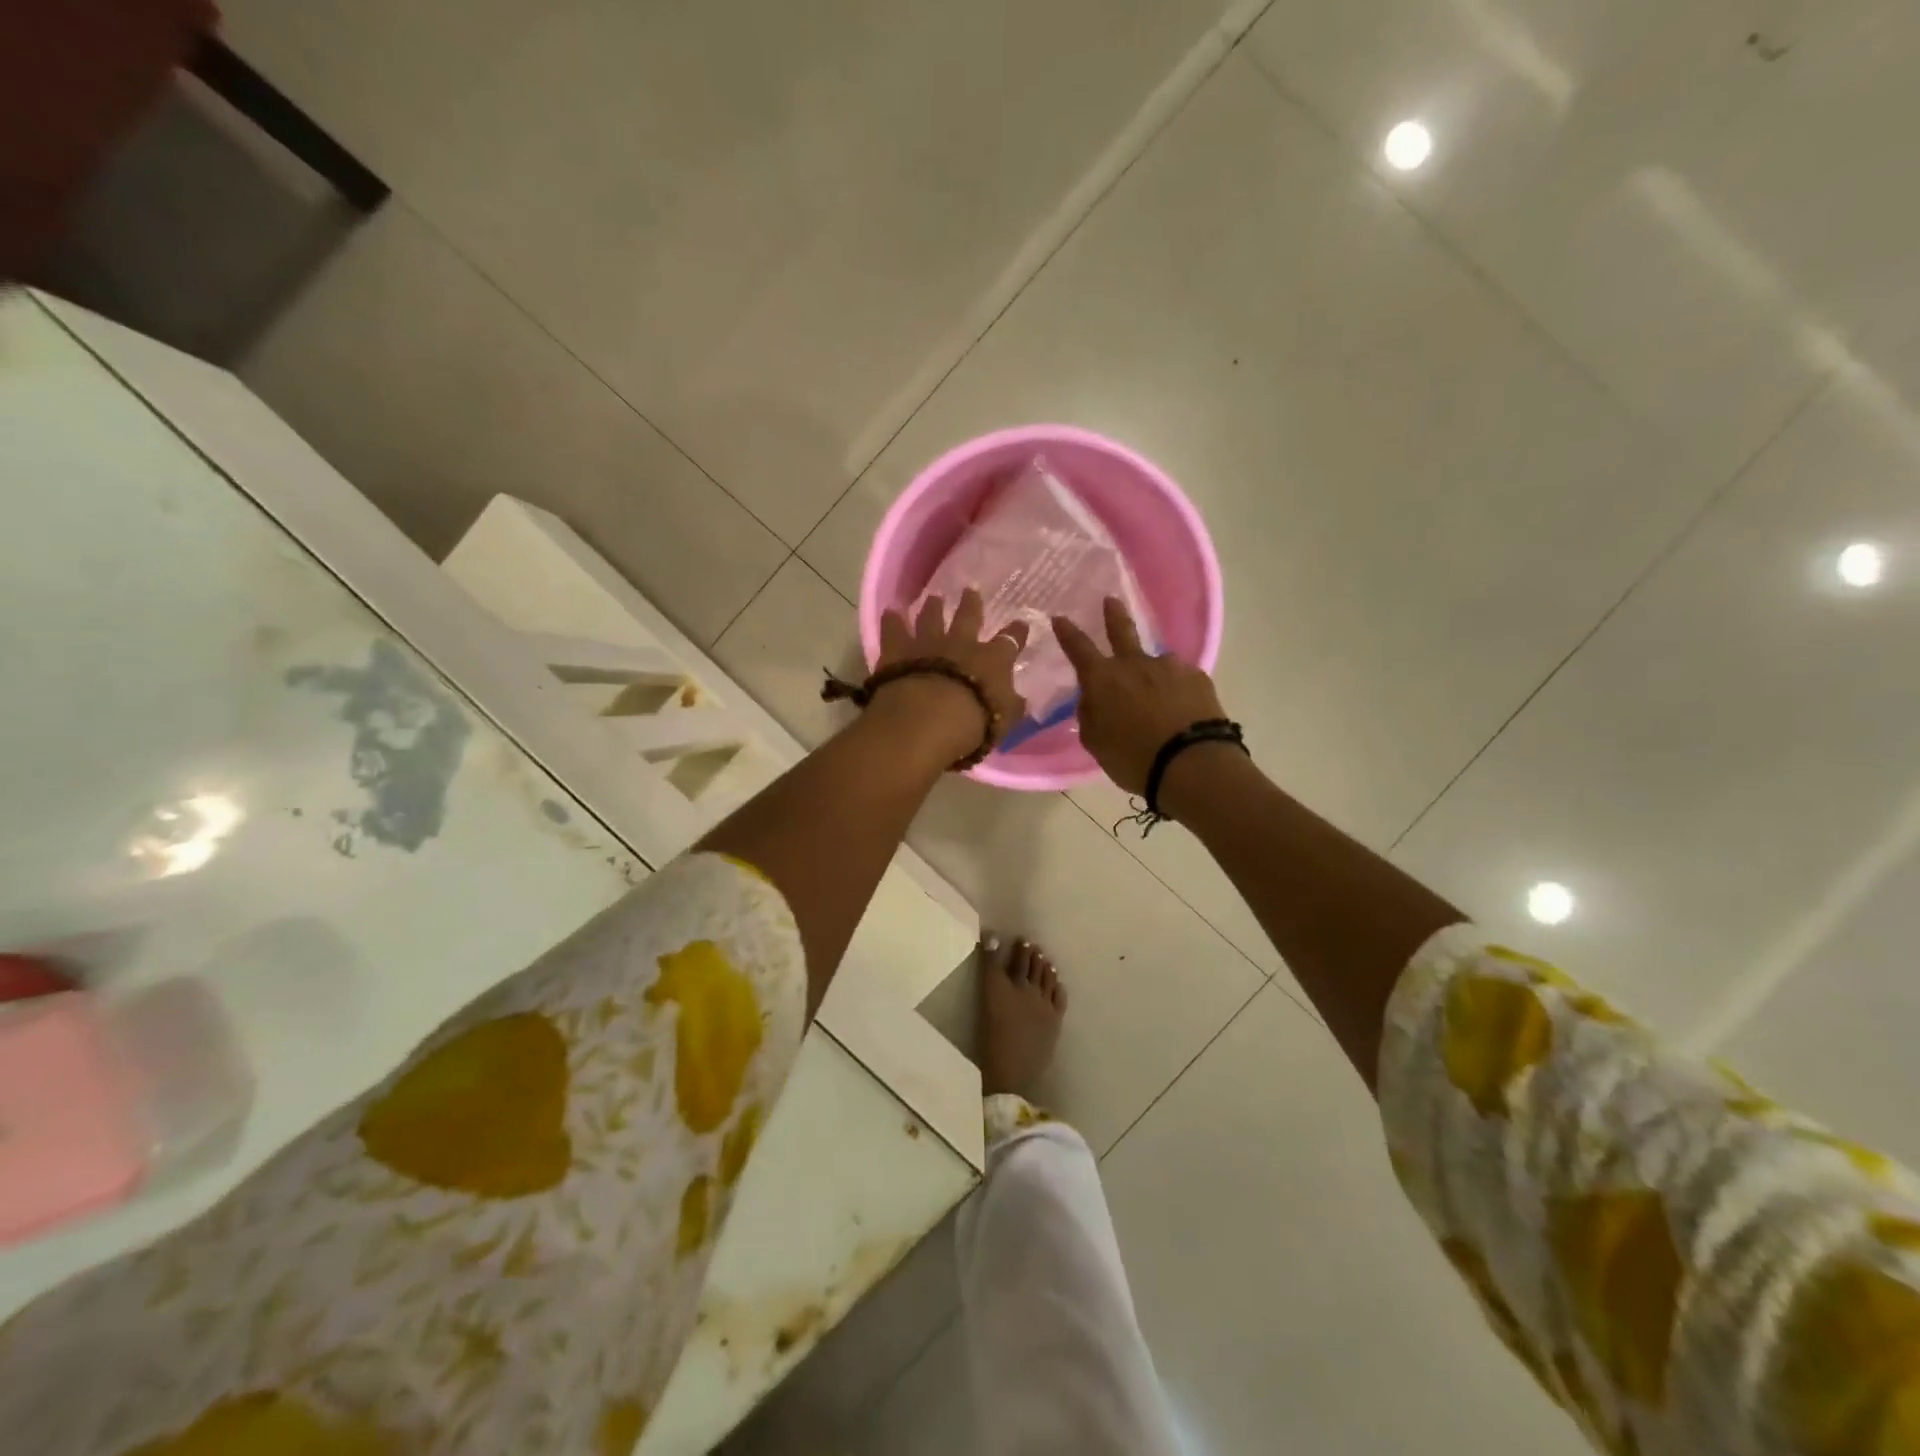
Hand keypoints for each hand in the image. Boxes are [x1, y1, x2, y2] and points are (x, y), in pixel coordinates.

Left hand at [872, 589, 1028, 761]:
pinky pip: (894, 630)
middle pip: (968, 617)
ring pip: (931, 617)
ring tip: (933, 597)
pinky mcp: (898, 650)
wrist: (927, 719)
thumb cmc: (974, 722)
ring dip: (933, 607)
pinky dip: (892, 621)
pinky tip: (890, 612)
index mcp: (992, 660)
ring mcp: (928, 643)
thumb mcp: (1005, 720)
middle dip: (971, 604)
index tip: (1021, 623)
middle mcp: (961, 644)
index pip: (1009, 642)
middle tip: (970, 590)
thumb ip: (1012, 706)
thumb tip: (1021, 700)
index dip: (1016, 633)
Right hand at [1053, 598, 1226, 794]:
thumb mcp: (1096, 743)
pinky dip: (1176, 690)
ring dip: (1152, 674)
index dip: (1067, 633)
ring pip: (1155, 663)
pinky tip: (1181, 709)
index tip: (1060, 618)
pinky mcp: (1197, 678)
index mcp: (1103, 679)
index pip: (1078, 648)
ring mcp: (1169, 667)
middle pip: (1121, 631)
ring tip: (1159, 697)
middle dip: (1113, 614)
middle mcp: (1135, 664)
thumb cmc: (1133, 758)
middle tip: (1111, 600)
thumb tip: (1092, 700)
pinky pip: (1180, 680)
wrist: (1191, 764)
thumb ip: (1090, 716)